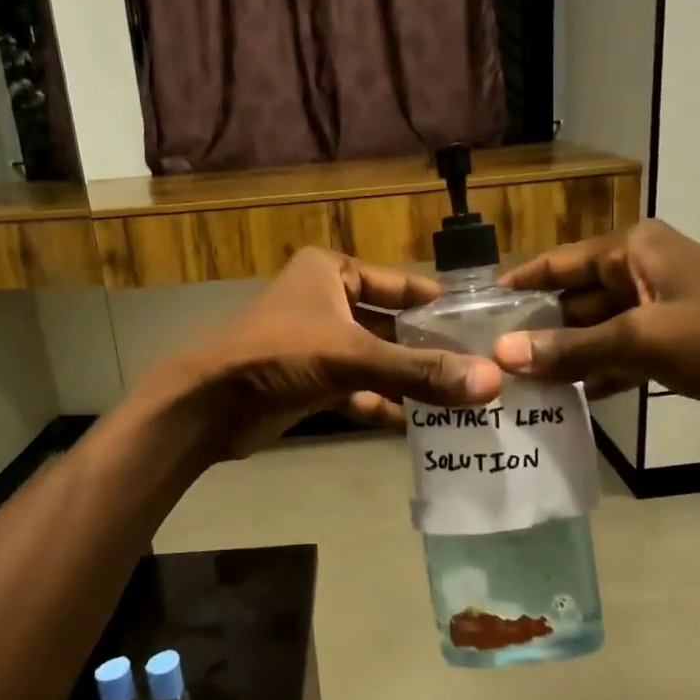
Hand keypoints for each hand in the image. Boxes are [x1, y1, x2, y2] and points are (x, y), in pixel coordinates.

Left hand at [166, 247, 502, 457]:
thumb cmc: (279, 356)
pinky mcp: (309, 382)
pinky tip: (418, 426)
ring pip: (376, 361)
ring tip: (460, 402)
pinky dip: (382, 404)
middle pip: (391, 326)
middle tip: (479, 371)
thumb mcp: (353, 356)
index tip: (482, 326)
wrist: (208, 406)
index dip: (439, 304)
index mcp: (332, 273)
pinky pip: (357, 389)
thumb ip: (420, 371)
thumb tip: (490, 383)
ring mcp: (317, 344)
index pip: (400, 284)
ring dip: (409, 382)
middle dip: (429, 351)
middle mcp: (326, 302)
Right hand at [491, 221, 699, 419]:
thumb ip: (572, 349)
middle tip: (493, 362)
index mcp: (631, 250)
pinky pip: (621, 350)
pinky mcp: (673, 336)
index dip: (517, 285)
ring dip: (565, 355)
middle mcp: (639, 268)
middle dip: (538, 330)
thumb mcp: (642, 341)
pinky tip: (570, 399)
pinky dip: (599, 371)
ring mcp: (658, 304)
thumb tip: (505, 355)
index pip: (556, 263)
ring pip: (595, 328)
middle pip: (573, 298)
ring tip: (520, 386)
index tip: (477, 311)